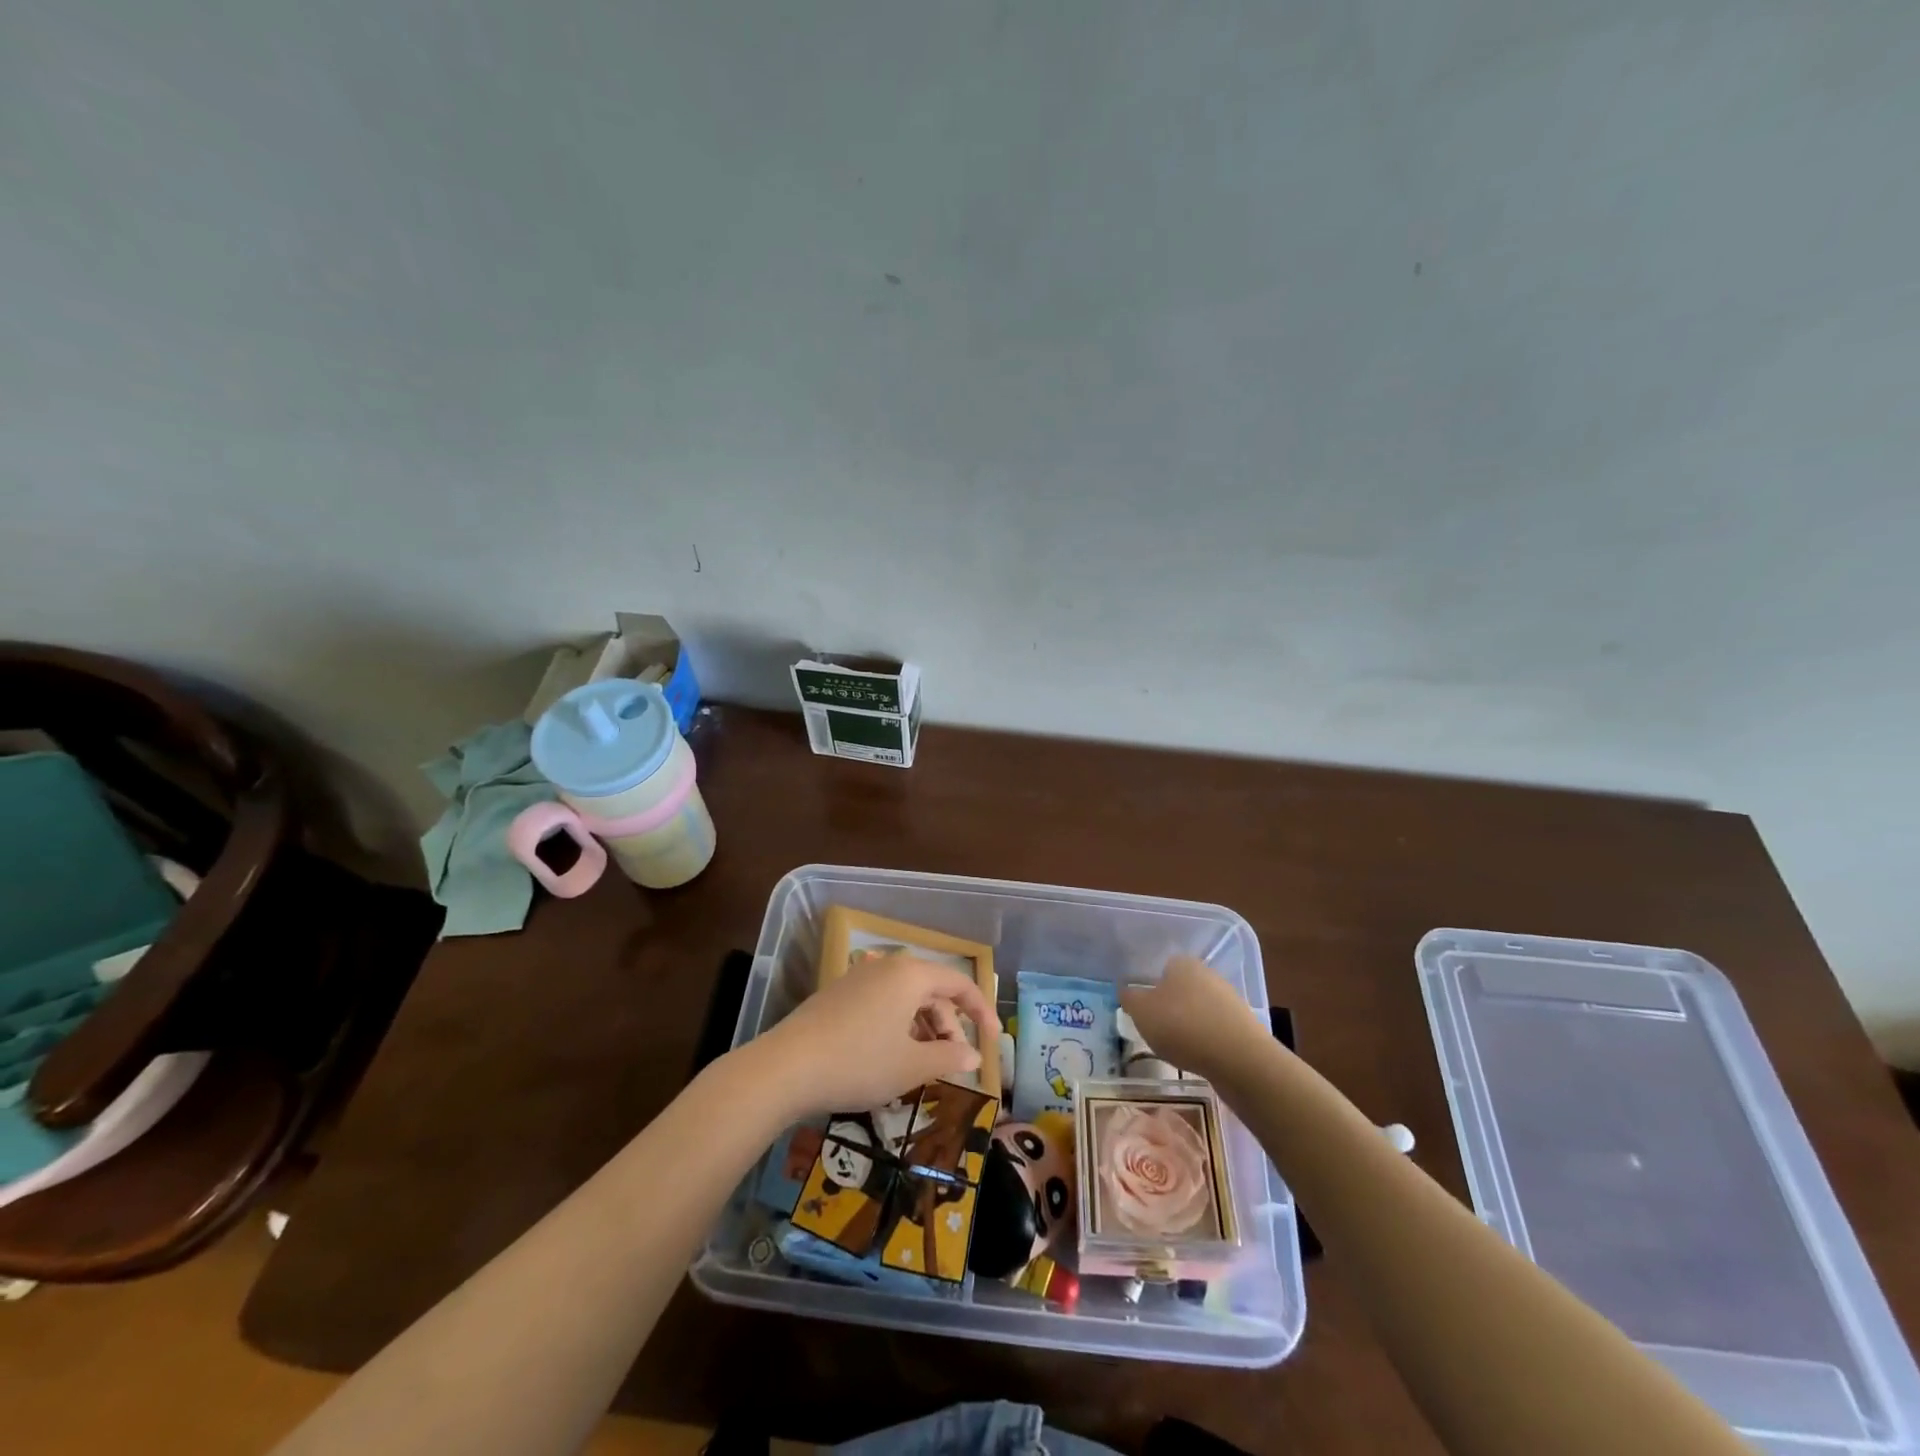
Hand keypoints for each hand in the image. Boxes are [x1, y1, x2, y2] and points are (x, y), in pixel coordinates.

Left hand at [751, 952, 1001, 1117]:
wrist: (786, 1068)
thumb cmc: (859, 1063)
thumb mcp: (911, 1066)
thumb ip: (949, 1057)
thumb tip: (973, 1055)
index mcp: (910, 975)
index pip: (959, 984)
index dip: (981, 1012)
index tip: (992, 1041)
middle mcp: (886, 966)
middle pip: (931, 989)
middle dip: (948, 1024)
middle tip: (952, 1061)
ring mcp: (858, 977)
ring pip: (905, 996)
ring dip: (922, 1026)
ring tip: (922, 1062)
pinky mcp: (837, 993)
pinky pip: (881, 1001)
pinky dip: (897, 1023)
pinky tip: (890, 1051)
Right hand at [1120, 955, 1270, 1082]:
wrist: (1239, 1058)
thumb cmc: (1182, 1026)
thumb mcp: (1142, 1012)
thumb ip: (1130, 998)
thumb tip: (1127, 991)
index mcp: (1182, 963)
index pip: (1162, 968)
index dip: (1151, 988)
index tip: (1144, 1010)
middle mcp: (1207, 974)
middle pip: (1182, 988)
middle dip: (1170, 1006)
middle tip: (1156, 1029)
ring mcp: (1229, 999)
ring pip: (1199, 1009)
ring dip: (1188, 1024)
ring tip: (1177, 1048)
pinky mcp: (1243, 1025)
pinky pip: (1215, 1029)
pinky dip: (1205, 1040)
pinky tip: (1199, 1056)